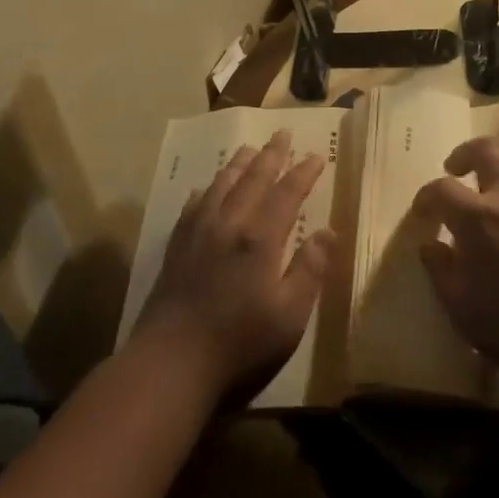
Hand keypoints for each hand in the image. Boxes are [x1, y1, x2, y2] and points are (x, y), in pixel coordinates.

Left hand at [132, 130, 336, 401]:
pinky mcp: (176, 247)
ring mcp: (198, 232)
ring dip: (239, 164)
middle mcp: (229, 223)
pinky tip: (206, 189)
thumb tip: (327, 231)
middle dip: (271, 154)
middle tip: (283, 133)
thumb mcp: (290, 316)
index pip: (287, 193)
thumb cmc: (239, 344)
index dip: (304, 172)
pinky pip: (194, 205)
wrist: (170, 364)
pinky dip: (206, 190)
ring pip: (221, 184)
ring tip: (249, 149)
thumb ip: (310, 270)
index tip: (317, 156)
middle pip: (253, 178)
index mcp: (260, 238)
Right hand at [412, 137, 498, 392]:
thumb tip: (430, 245)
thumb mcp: (462, 309)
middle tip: (456, 169)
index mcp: (477, 217)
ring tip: (496, 175)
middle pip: (485, 149)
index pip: (441, 189)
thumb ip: (441, 271)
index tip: (422, 212)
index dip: (426, 197)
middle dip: (464, 154)